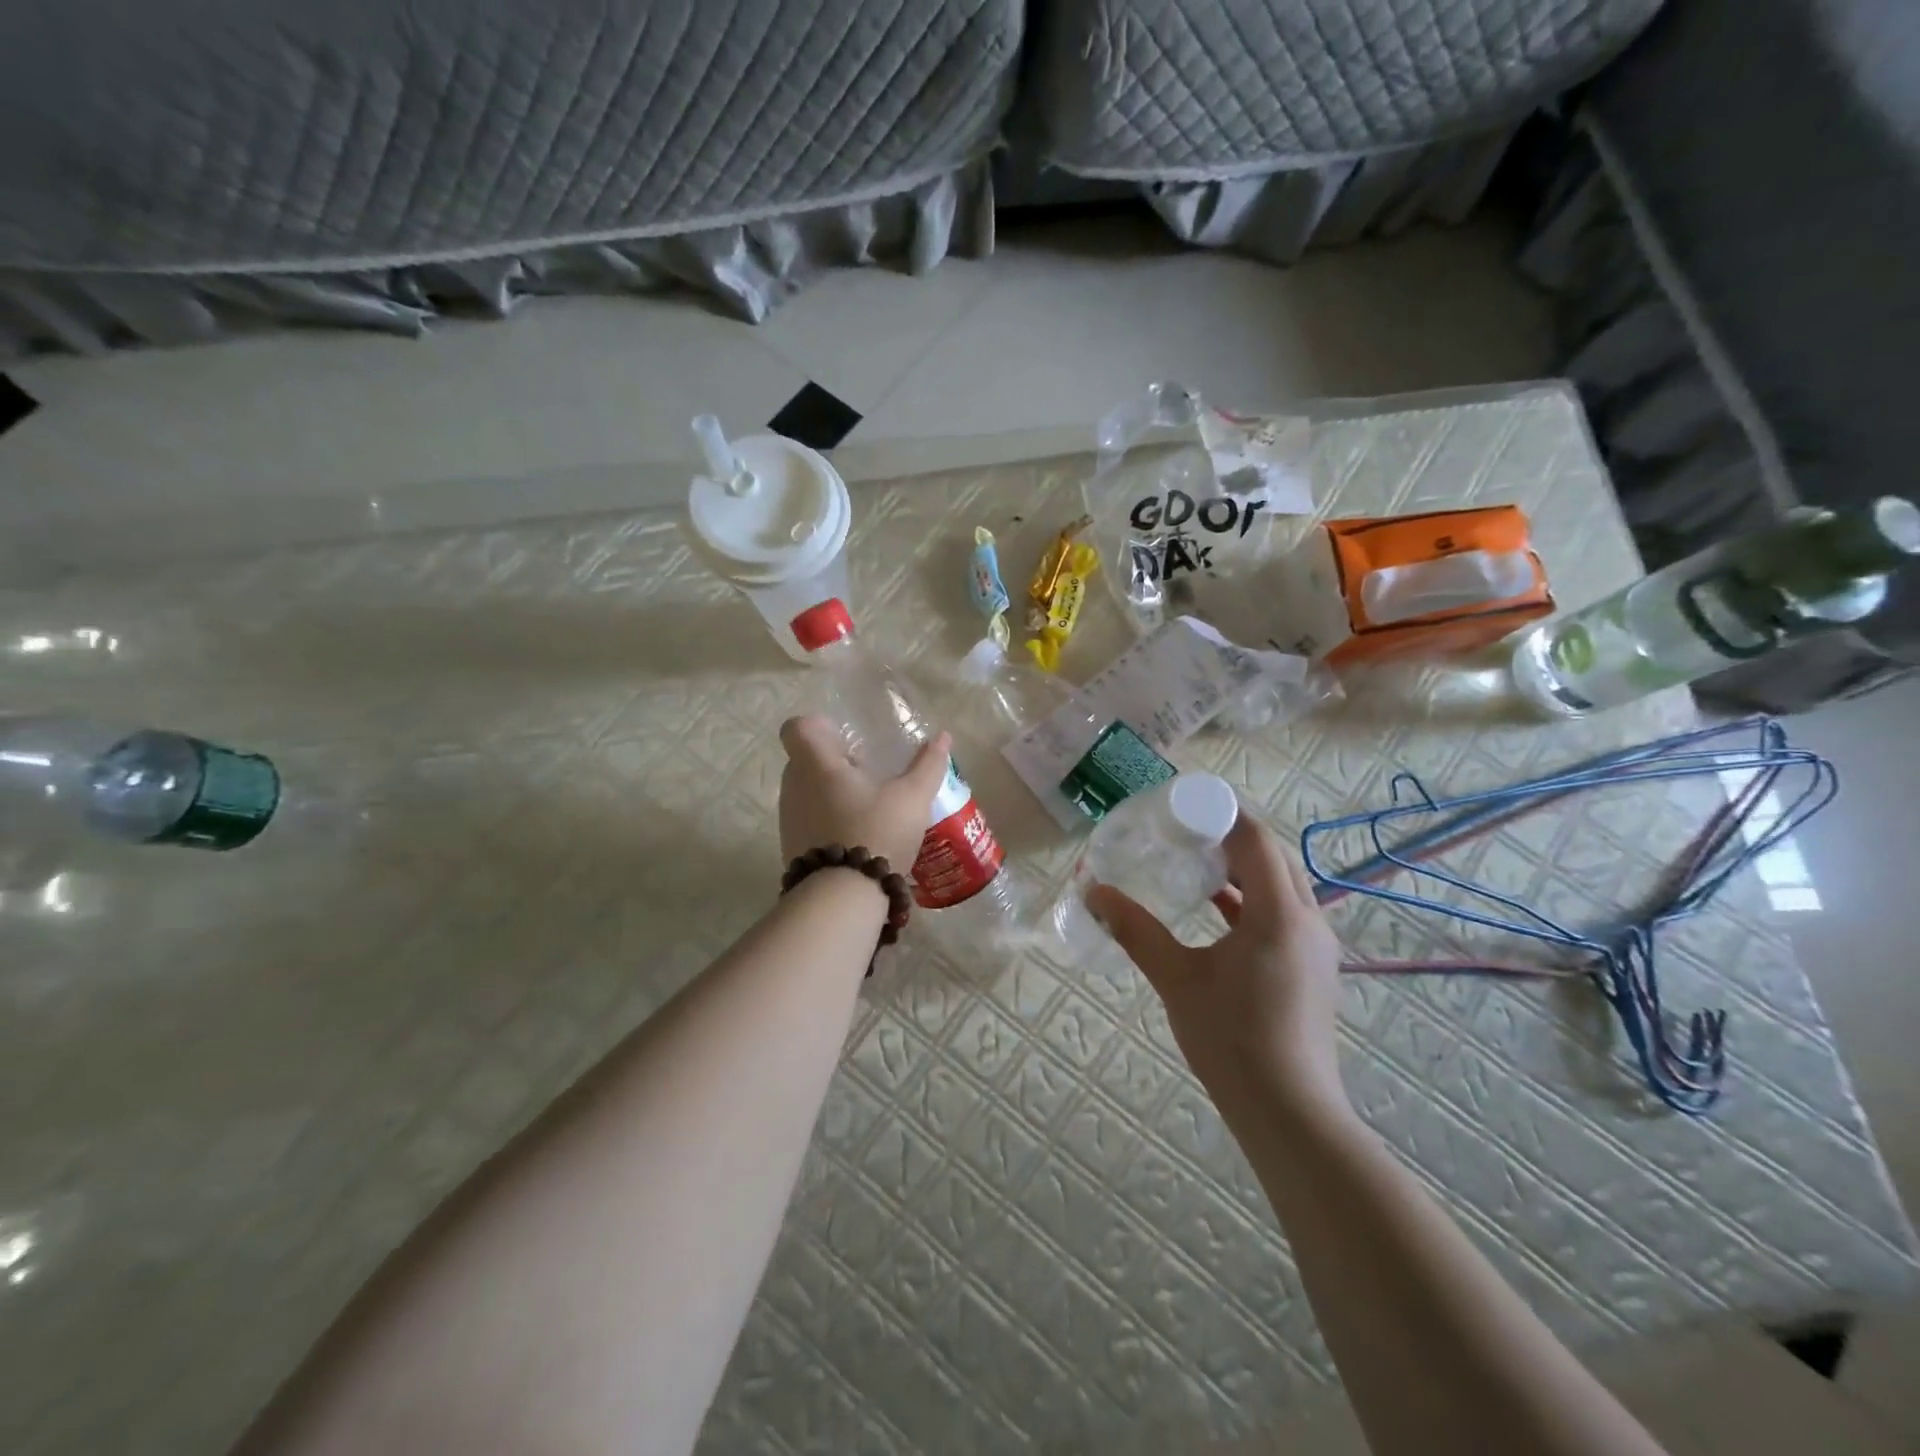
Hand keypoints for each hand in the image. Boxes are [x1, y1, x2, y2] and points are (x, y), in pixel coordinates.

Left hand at [777, 716, 949, 872]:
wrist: (842, 899)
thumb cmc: (876, 833)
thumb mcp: (912, 798)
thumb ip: (928, 765)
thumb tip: (943, 735)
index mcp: (817, 764)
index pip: (797, 728)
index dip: (819, 727)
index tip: (846, 741)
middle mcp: (794, 786)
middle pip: (805, 760)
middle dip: (834, 762)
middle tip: (868, 774)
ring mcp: (789, 819)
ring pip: (806, 792)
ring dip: (831, 793)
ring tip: (869, 809)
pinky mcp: (792, 847)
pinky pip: (807, 821)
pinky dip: (828, 821)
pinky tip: (859, 837)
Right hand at [1087, 810, 1347, 1119]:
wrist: (1290, 1113)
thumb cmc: (1232, 1040)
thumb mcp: (1176, 979)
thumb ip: (1136, 930)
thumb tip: (1093, 891)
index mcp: (1279, 913)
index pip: (1256, 839)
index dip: (1222, 814)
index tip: (1182, 806)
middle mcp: (1307, 919)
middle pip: (1272, 856)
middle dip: (1231, 836)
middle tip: (1184, 830)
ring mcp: (1315, 945)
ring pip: (1281, 884)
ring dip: (1242, 867)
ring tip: (1196, 861)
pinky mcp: (1311, 967)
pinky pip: (1282, 911)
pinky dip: (1251, 898)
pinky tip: (1215, 909)